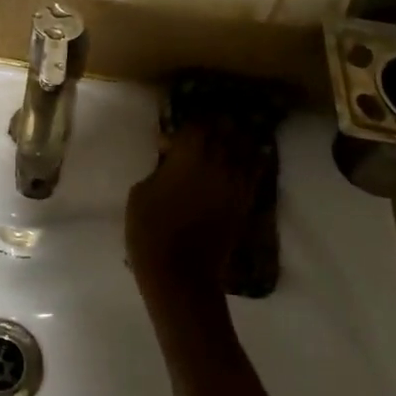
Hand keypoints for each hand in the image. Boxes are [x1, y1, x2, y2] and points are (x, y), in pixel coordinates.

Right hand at [125, 125, 264, 304]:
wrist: (180, 272)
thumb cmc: (150, 229)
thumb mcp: (141, 191)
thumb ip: (159, 168)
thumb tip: (171, 161)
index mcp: (188, 154)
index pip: (196, 124)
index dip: (184, 127)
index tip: (169, 141)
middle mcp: (218, 161)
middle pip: (225, 129)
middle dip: (214, 126)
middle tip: (202, 131)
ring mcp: (236, 182)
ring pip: (246, 147)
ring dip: (236, 140)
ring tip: (225, 141)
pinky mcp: (245, 202)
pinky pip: (255, 172)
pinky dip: (250, 162)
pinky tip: (243, 161)